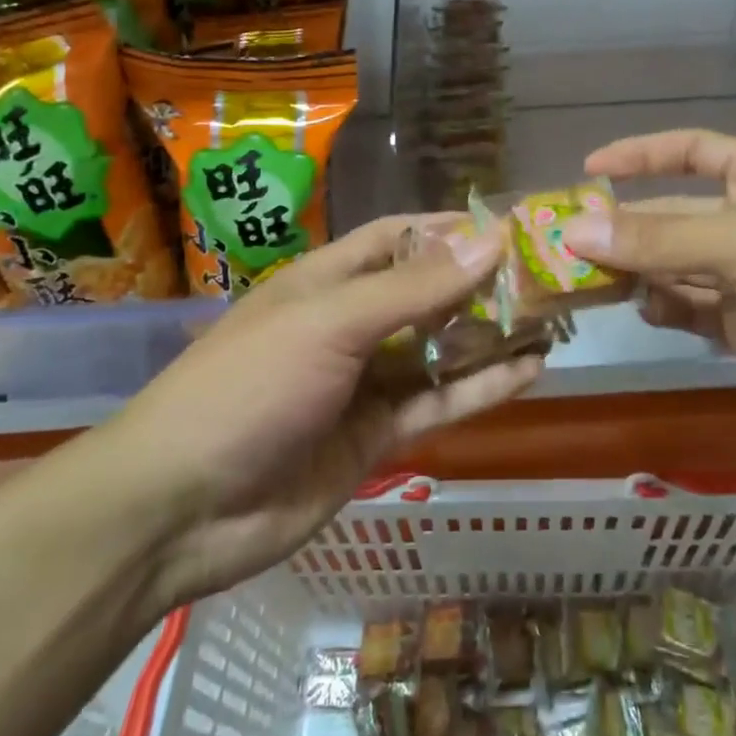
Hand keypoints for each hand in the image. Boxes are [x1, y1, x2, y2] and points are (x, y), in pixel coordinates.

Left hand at [86, 216, 542, 609]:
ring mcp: (365, 383)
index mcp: (328, 281)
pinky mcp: (377, 437)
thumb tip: (492, 239)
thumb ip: (415, 288)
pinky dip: (483, 389)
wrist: (181, 510)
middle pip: (428, 293)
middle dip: (483, 283)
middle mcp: (350, 325)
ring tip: (555, 321)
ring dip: (492, 336)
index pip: (398, 238)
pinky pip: (439, 404)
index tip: (510, 225)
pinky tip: (531, 372)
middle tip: (549, 276)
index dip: (450, 228)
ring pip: (441, 351)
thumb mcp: (331, 323)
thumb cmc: (249, 386)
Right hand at [560, 130, 735, 451]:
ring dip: (636, 271)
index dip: (638, 156)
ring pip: (678, 266)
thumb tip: (573, 229)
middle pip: (673, 214)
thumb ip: (656, 238)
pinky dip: (666, 309)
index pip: (688, 151)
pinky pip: (696, 310)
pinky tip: (639, 311)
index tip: (585, 170)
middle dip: (623, 226)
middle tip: (559, 243)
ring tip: (581, 281)